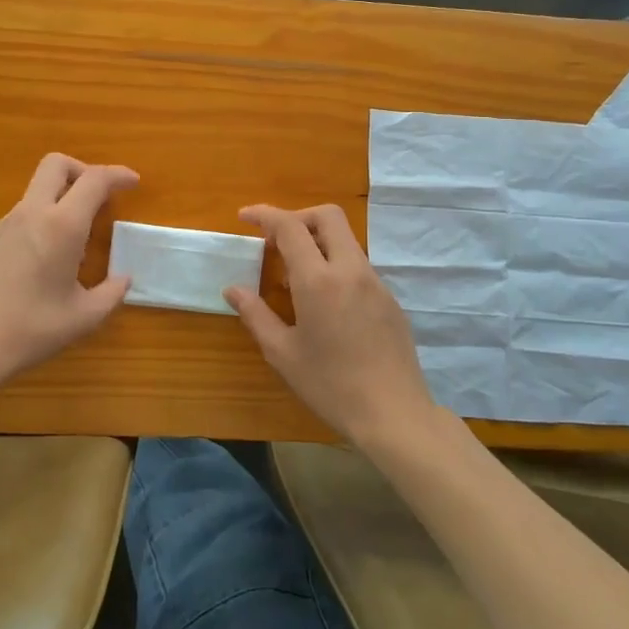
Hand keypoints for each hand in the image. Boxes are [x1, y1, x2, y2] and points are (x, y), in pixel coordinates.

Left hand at [0, 153, 138, 390]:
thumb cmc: (31, 330)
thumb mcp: (83, 318)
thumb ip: (111, 293)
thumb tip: (123, 280)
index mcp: (62, 226)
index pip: (94, 180)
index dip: (118, 174)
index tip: (133, 183)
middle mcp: (31, 214)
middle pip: (56, 164)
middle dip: (82, 170)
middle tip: (98, 198)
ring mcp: (2, 225)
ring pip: (36, 192)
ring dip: (59, 201)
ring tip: (71, 246)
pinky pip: (19, 219)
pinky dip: (38, 225)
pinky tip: (38, 266)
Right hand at [226, 204, 436, 449]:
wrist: (394, 414)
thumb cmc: (330, 385)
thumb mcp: (283, 354)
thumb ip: (256, 315)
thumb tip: (234, 290)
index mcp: (318, 280)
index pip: (290, 226)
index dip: (265, 214)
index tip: (245, 217)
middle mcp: (350, 269)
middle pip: (327, 216)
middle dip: (298, 217)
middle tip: (275, 242)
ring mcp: (375, 282)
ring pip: (345, 239)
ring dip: (317, 243)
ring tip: (295, 280)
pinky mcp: (389, 298)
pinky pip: (358, 265)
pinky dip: (335, 265)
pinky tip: (325, 304)